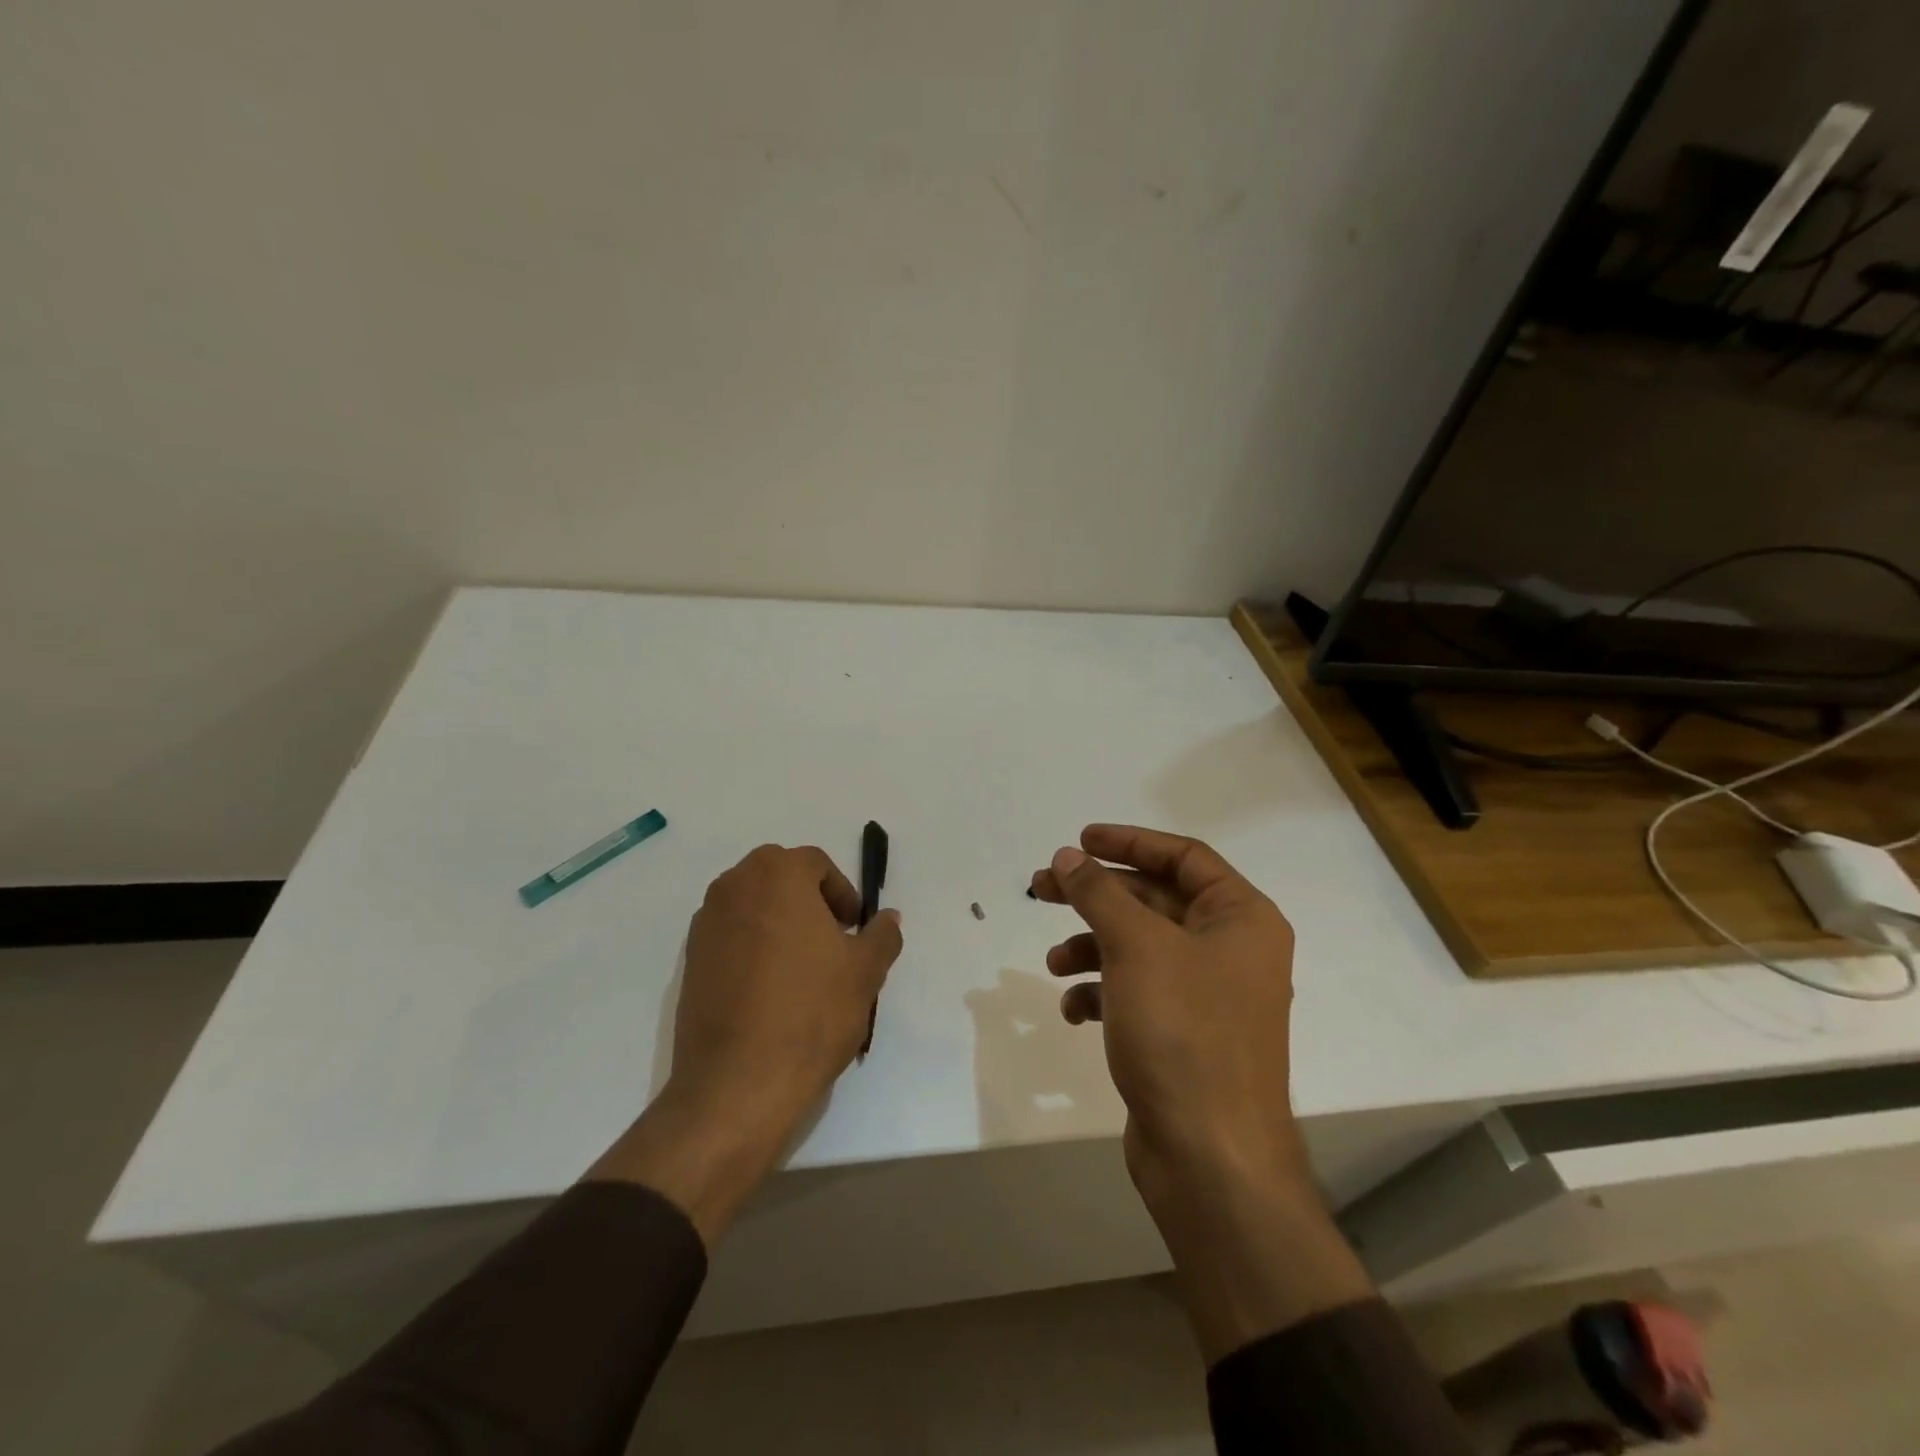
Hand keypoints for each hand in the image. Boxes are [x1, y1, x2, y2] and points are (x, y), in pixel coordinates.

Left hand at [589, 845, 902, 1242]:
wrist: (738, 1083)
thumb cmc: (811, 1012)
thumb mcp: (866, 972)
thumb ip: (881, 935)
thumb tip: (888, 918)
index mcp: (776, 875)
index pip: (815, 863)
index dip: (842, 893)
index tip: (853, 929)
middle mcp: (734, 887)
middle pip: (779, 878)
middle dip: (808, 901)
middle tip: (831, 941)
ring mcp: (705, 924)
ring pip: (752, 906)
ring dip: (779, 923)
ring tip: (803, 969)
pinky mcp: (690, 962)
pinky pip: (731, 937)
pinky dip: (753, 948)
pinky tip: (771, 991)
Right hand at [1031, 825, 1368, 1358]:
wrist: (1210, 1159)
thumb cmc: (1183, 1032)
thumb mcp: (1136, 947)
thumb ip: (1099, 892)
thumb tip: (1069, 855)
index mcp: (1241, 918)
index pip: (1183, 856)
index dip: (1129, 841)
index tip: (1080, 840)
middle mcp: (1231, 950)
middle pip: (1154, 900)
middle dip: (1097, 895)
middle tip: (1041, 887)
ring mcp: (1207, 995)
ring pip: (1139, 947)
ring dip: (1092, 946)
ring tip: (1054, 962)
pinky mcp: (1182, 1034)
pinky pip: (1136, 992)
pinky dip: (1102, 992)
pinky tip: (1073, 1011)